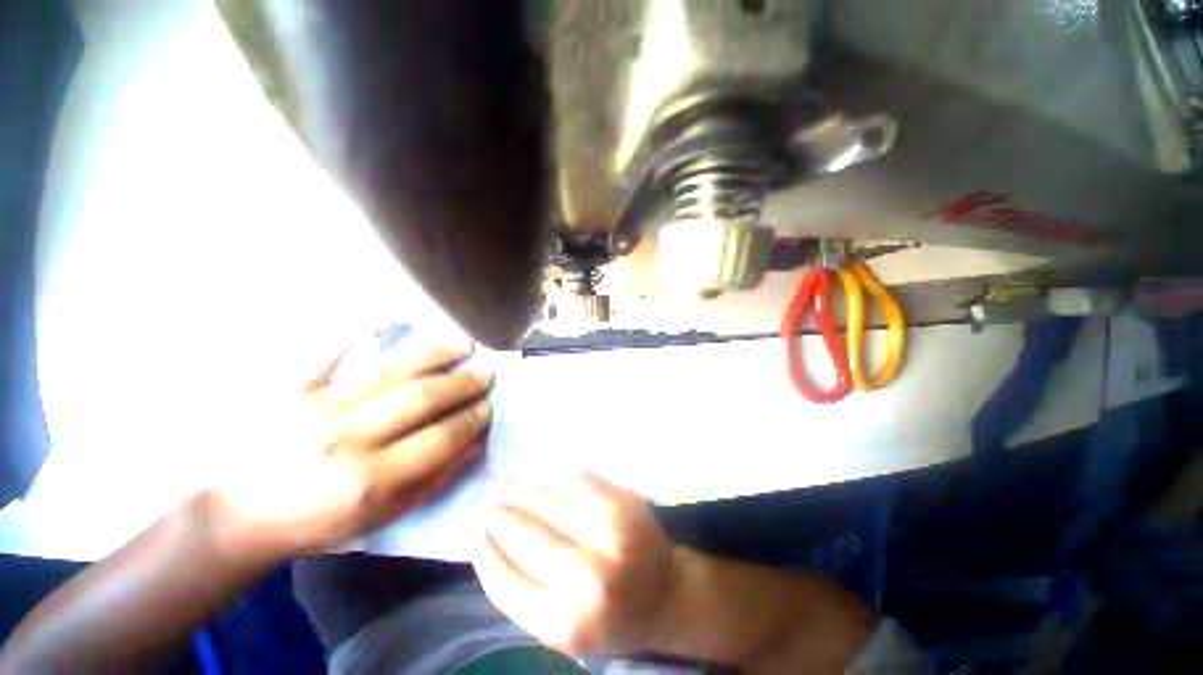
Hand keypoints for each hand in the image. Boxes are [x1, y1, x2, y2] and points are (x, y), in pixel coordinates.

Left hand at [219, 329, 493, 558]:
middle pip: (423, 398)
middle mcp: (347, 439)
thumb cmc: (318, 522)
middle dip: (464, 384)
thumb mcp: (383, 517)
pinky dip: (365, 329)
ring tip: (465, 345)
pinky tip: (395, 316)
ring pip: (392, 369)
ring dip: (436, 353)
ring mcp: (317, 407)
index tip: (489, 405)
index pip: (441, 437)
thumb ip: (434, 479)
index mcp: (370, 480)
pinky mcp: (290, 387)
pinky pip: (332, 350)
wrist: (240, 515)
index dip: (473, 418)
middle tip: (485, 376)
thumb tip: (475, 442)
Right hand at [473, 473, 677, 654]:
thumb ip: (520, 590)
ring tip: (503, 483)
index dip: (484, 550)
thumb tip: (488, 538)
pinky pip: (577, 477)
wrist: (665, 595)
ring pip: (549, 497)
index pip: (505, 579)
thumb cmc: (607, 618)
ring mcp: (610, 530)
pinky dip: (552, 475)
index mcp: (565, 620)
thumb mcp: (558, 626)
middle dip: (499, 511)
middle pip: (526, 530)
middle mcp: (588, 574)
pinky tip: (540, 477)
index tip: (475, 529)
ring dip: (521, 487)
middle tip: (487, 500)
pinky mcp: (625, 501)